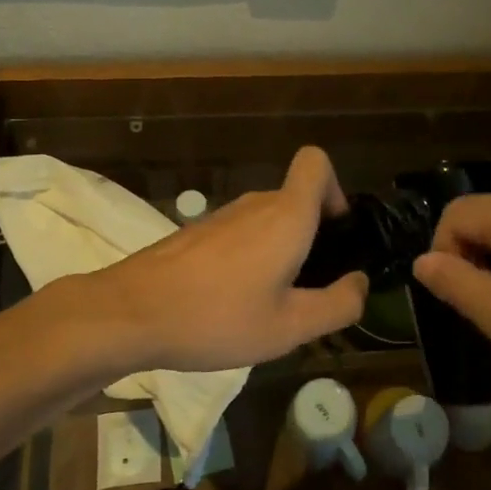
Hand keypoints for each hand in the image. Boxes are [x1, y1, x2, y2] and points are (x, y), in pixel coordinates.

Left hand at [69, 146, 368, 373]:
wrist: (130, 313)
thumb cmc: (217, 317)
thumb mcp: (289, 327)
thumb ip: (337, 305)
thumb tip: (360, 284)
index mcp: (286, 216)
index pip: (316, 162)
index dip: (335, 188)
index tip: (335, 233)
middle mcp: (256, 204)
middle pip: (296, 198)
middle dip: (312, 235)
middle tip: (307, 288)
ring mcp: (221, 216)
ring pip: (267, 220)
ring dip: (279, 250)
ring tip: (268, 304)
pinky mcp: (196, 233)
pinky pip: (240, 234)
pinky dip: (249, 257)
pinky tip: (231, 303)